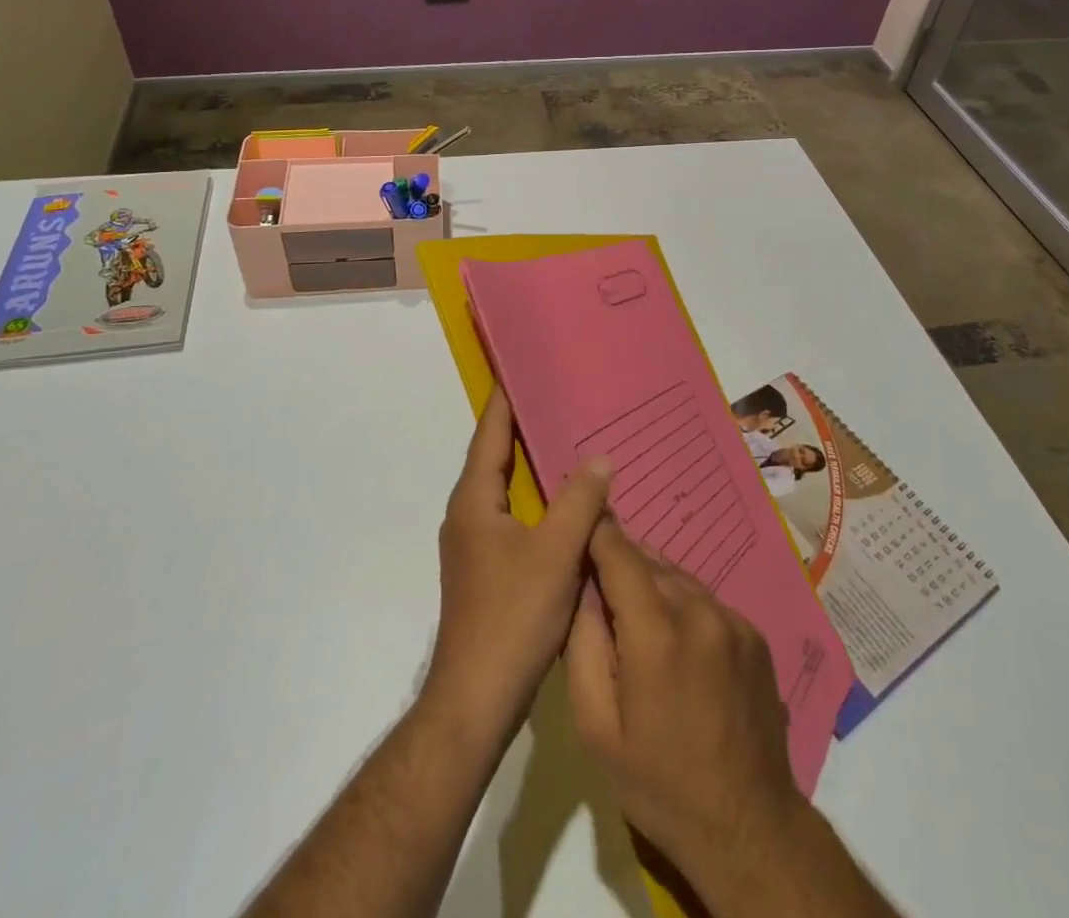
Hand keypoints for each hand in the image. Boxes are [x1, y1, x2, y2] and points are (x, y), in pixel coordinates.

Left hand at [423, 386, 612, 750]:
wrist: (476, 700)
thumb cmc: (512, 617)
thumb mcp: (555, 554)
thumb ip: (579, 502)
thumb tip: (600, 457)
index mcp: (474, 500)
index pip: (490, 433)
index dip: (506, 399)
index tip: (524, 367)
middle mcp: (468, 514)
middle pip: (496, 457)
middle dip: (526, 428)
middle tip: (564, 401)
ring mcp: (474, 545)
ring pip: (507, 491)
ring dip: (533, 467)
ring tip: (573, 444)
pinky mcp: (487, 570)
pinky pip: (514, 519)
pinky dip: (538, 502)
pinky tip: (569, 507)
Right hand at [565, 522, 809, 884]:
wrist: (748, 826)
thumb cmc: (658, 782)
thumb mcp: (595, 725)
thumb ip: (581, 643)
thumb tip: (582, 586)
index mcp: (656, 631)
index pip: (618, 550)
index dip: (594, 532)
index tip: (576, 527)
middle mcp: (698, 609)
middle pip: (647, 560)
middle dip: (619, 564)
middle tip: (597, 585)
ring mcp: (732, 618)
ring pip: (676, 576)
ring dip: (651, 583)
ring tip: (634, 617)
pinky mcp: (753, 632)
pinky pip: (704, 599)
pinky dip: (681, 604)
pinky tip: (675, 642)